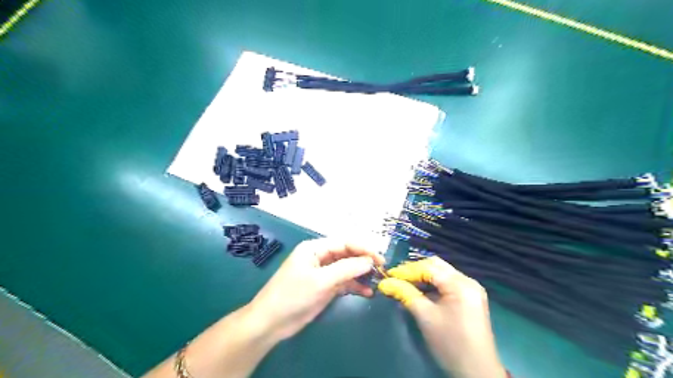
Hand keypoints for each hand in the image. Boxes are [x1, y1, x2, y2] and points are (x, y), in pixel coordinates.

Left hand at [246, 240, 385, 341]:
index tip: (380, 259)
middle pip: (347, 255)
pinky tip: (367, 292)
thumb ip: (346, 269)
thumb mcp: (321, 281)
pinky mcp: (324, 287)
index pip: (344, 243)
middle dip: (364, 262)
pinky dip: (355, 286)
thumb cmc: (293, 296)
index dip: (363, 249)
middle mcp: (320, 257)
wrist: (271, 323)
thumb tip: (369, 261)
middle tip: (382, 271)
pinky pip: (343, 283)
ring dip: (361, 275)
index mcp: (315, 248)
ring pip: (347, 269)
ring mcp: (323, 273)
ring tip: (377, 282)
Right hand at [377, 256, 503, 377]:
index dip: (407, 270)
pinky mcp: (470, 298)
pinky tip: (420, 291)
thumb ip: (405, 294)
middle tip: (396, 277)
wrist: (477, 371)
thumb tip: (385, 283)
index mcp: (460, 284)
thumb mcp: (425, 317)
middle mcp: (468, 281)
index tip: (389, 275)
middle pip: (436, 266)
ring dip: (423, 277)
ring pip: (442, 273)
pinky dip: (432, 285)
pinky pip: (447, 283)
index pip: (428, 267)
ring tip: (404, 283)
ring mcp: (471, 289)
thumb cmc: (450, 343)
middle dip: (415, 270)